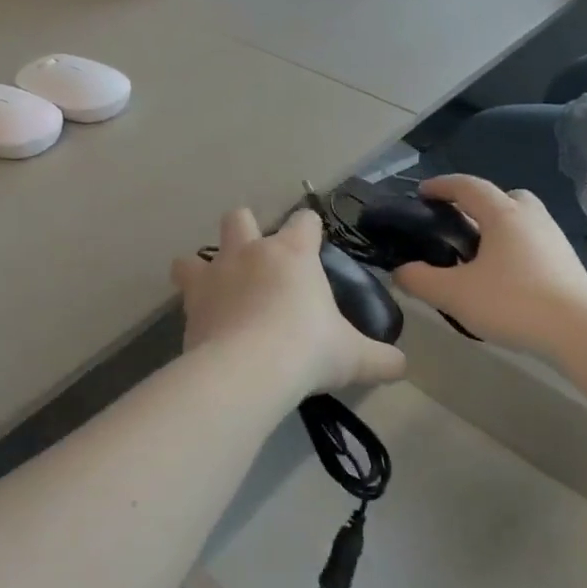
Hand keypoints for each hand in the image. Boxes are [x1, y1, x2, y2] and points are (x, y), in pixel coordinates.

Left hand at [173, 208, 405, 403]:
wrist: (248, 369)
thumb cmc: (308, 350)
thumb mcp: (353, 357)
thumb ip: (380, 359)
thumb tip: (402, 367)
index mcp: (293, 254)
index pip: (304, 221)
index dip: (309, 229)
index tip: (313, 244)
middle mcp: (250, 253)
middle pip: (239, 218)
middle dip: (245, 231)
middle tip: (257, 264)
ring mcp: (215, 275)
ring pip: (196, 253)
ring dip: (202, 266)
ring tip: (217, 289)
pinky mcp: (191, 303)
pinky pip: (184, 292)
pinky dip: (193, 303)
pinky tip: (204, 323)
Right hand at [394, 176, 586, 354]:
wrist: (581, 331)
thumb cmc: (513, 302)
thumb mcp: (455, 294)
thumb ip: (420, 280)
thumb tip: (399, 272)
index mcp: (502, 214)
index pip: (467, 187)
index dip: (441, 186)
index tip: (422, 193)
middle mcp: (530, 218)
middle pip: (504, 197)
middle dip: (479, 204)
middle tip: (458, 225)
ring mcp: (553, 239)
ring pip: (522, 220)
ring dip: (500, 228)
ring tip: (479, 256)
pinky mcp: (567, 263)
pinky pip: (534, 243)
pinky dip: (515, 249)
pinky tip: (505, 277)